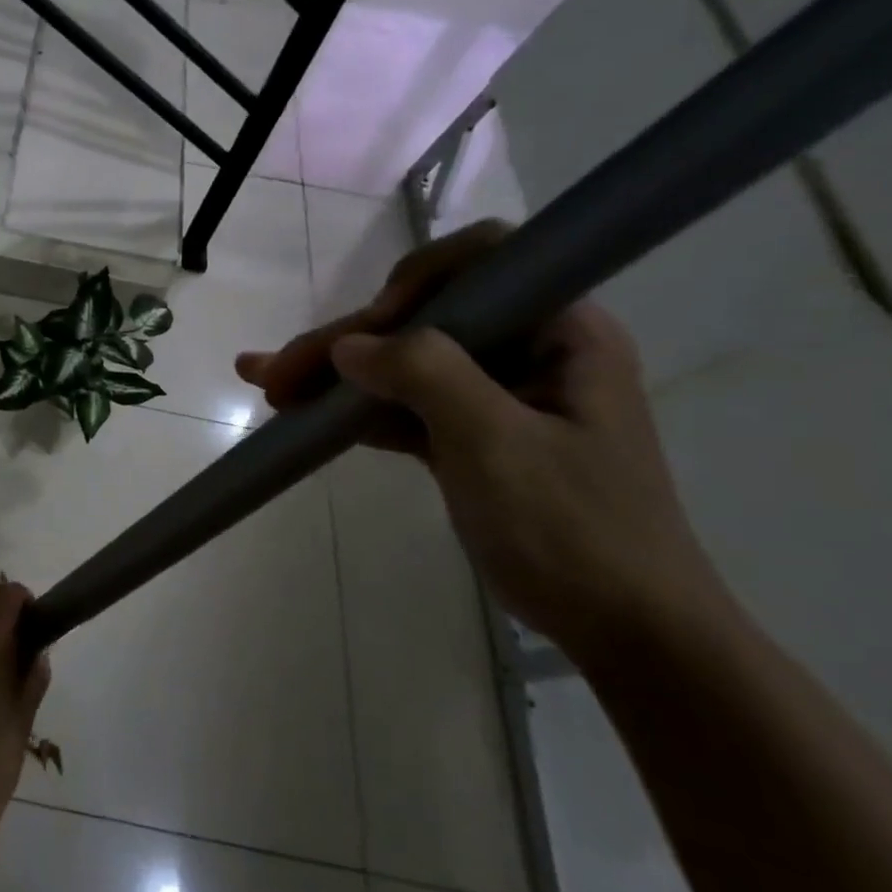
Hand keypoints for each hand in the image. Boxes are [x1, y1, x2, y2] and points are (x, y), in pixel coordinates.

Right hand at [235, 221, 727, 662]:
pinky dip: (352, 410)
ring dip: (334, 374)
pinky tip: (301, 416)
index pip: (485, 261)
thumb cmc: (575, 529)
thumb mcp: (497, 443)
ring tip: (268, 385)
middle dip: (346, 340)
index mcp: (561, 332)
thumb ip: (425, 375)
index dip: (419, 280)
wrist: (623, 630)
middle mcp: (528, 351)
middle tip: (276, 372)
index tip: (374, 328)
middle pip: (422, 319)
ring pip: (401, 363)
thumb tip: (348, 344)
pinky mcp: (468, 437)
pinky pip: (401, 406)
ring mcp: (494, 396)